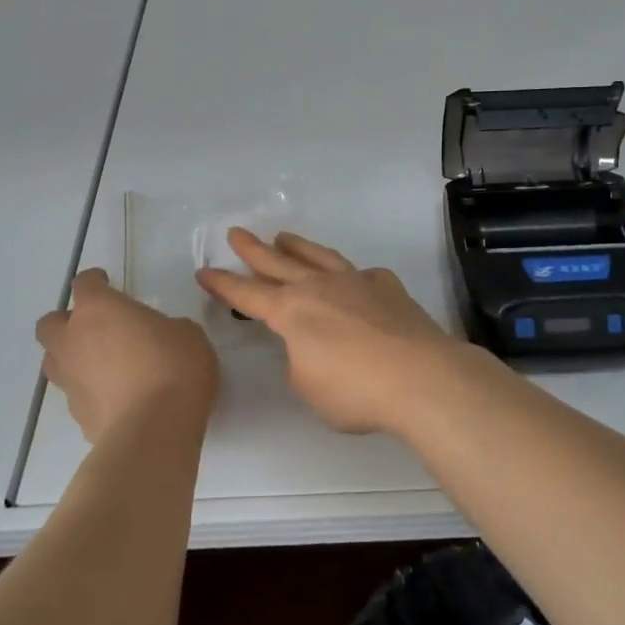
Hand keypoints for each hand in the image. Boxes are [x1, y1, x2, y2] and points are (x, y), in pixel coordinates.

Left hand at [36, 268, 218, 443]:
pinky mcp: (77, 415)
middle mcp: (73, 340)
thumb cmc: (174, 367)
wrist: (155, 429)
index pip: (84, 283)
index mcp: (99, 309)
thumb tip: (160, 339)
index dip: (95, 281)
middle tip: (96, 328)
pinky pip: (76, 394)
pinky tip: (116, 398)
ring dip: (72, 357)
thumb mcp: (187, 334)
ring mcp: (70, 380)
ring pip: (54, 361)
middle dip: (67, 322)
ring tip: (102, 364)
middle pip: (50, 324)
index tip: (106, 282)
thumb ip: (166, 328)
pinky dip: (90, 391)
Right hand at [196, 230, 484, 434]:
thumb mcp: (309, 385)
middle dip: (254, 249)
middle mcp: (320, 287)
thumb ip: (300, 360)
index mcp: (292, 311)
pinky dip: (350, 274)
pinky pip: (361, 274)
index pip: (247, 295)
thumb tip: (311, 345)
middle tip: (237, 233)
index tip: (204, 272)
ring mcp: (356, 282)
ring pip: (319, 256)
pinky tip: (353, 277)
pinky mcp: (387, 287)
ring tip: (285, 237)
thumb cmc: (355, 390)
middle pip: (279, 262)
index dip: (224, 285)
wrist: (420, 376)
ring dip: (298, 247)